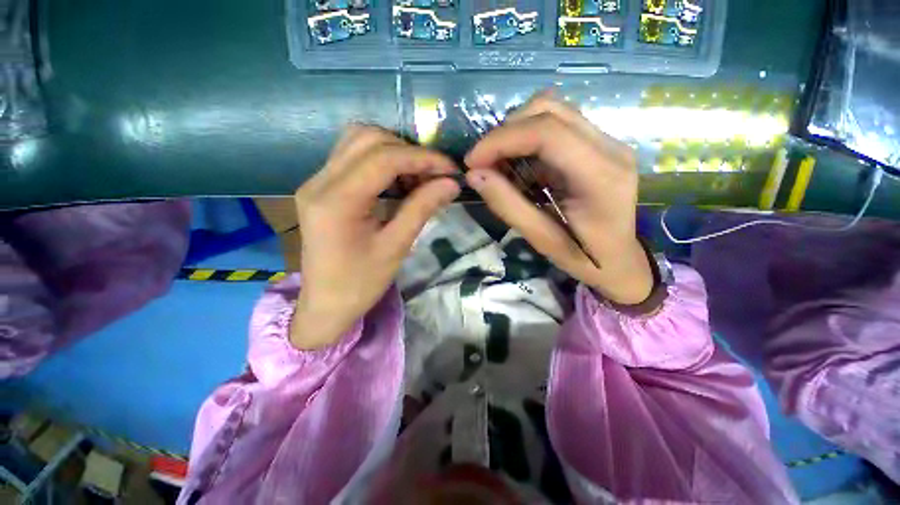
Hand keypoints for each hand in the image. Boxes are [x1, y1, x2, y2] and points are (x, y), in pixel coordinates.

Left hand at [292, 126, 459, 348]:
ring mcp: (316, 181)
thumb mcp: (396, 247)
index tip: (450, 170)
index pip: (384, 158)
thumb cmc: (361, 283)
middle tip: (433, 175)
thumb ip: (422, 208)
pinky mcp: (320, 187)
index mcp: (337, 201)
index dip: (423, 158)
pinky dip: (380, 160)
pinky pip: (352, 156)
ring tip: (416, 178)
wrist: (325, 303)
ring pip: (358, 141)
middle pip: (368, 138)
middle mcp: (320, 181)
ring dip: (394, 152)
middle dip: (408, 151)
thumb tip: (451, 183)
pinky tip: (397, 182)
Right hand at [464, 94, 652, 304]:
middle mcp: (609, 147)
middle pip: (549, 110)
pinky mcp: (597, 143)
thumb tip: (474, 175)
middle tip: (484, 163)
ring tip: (499, 163)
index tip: (472, 161)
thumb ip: (508, 205)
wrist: (621, 259)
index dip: (501, 139)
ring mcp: (606, 141)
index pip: (547, 133)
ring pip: (551, 110)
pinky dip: (526, 139)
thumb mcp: (542, 239)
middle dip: (505, 132)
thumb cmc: (585, 258)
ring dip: (515, 132)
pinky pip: (555, 125)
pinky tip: (519, 165)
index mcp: (601, 176)